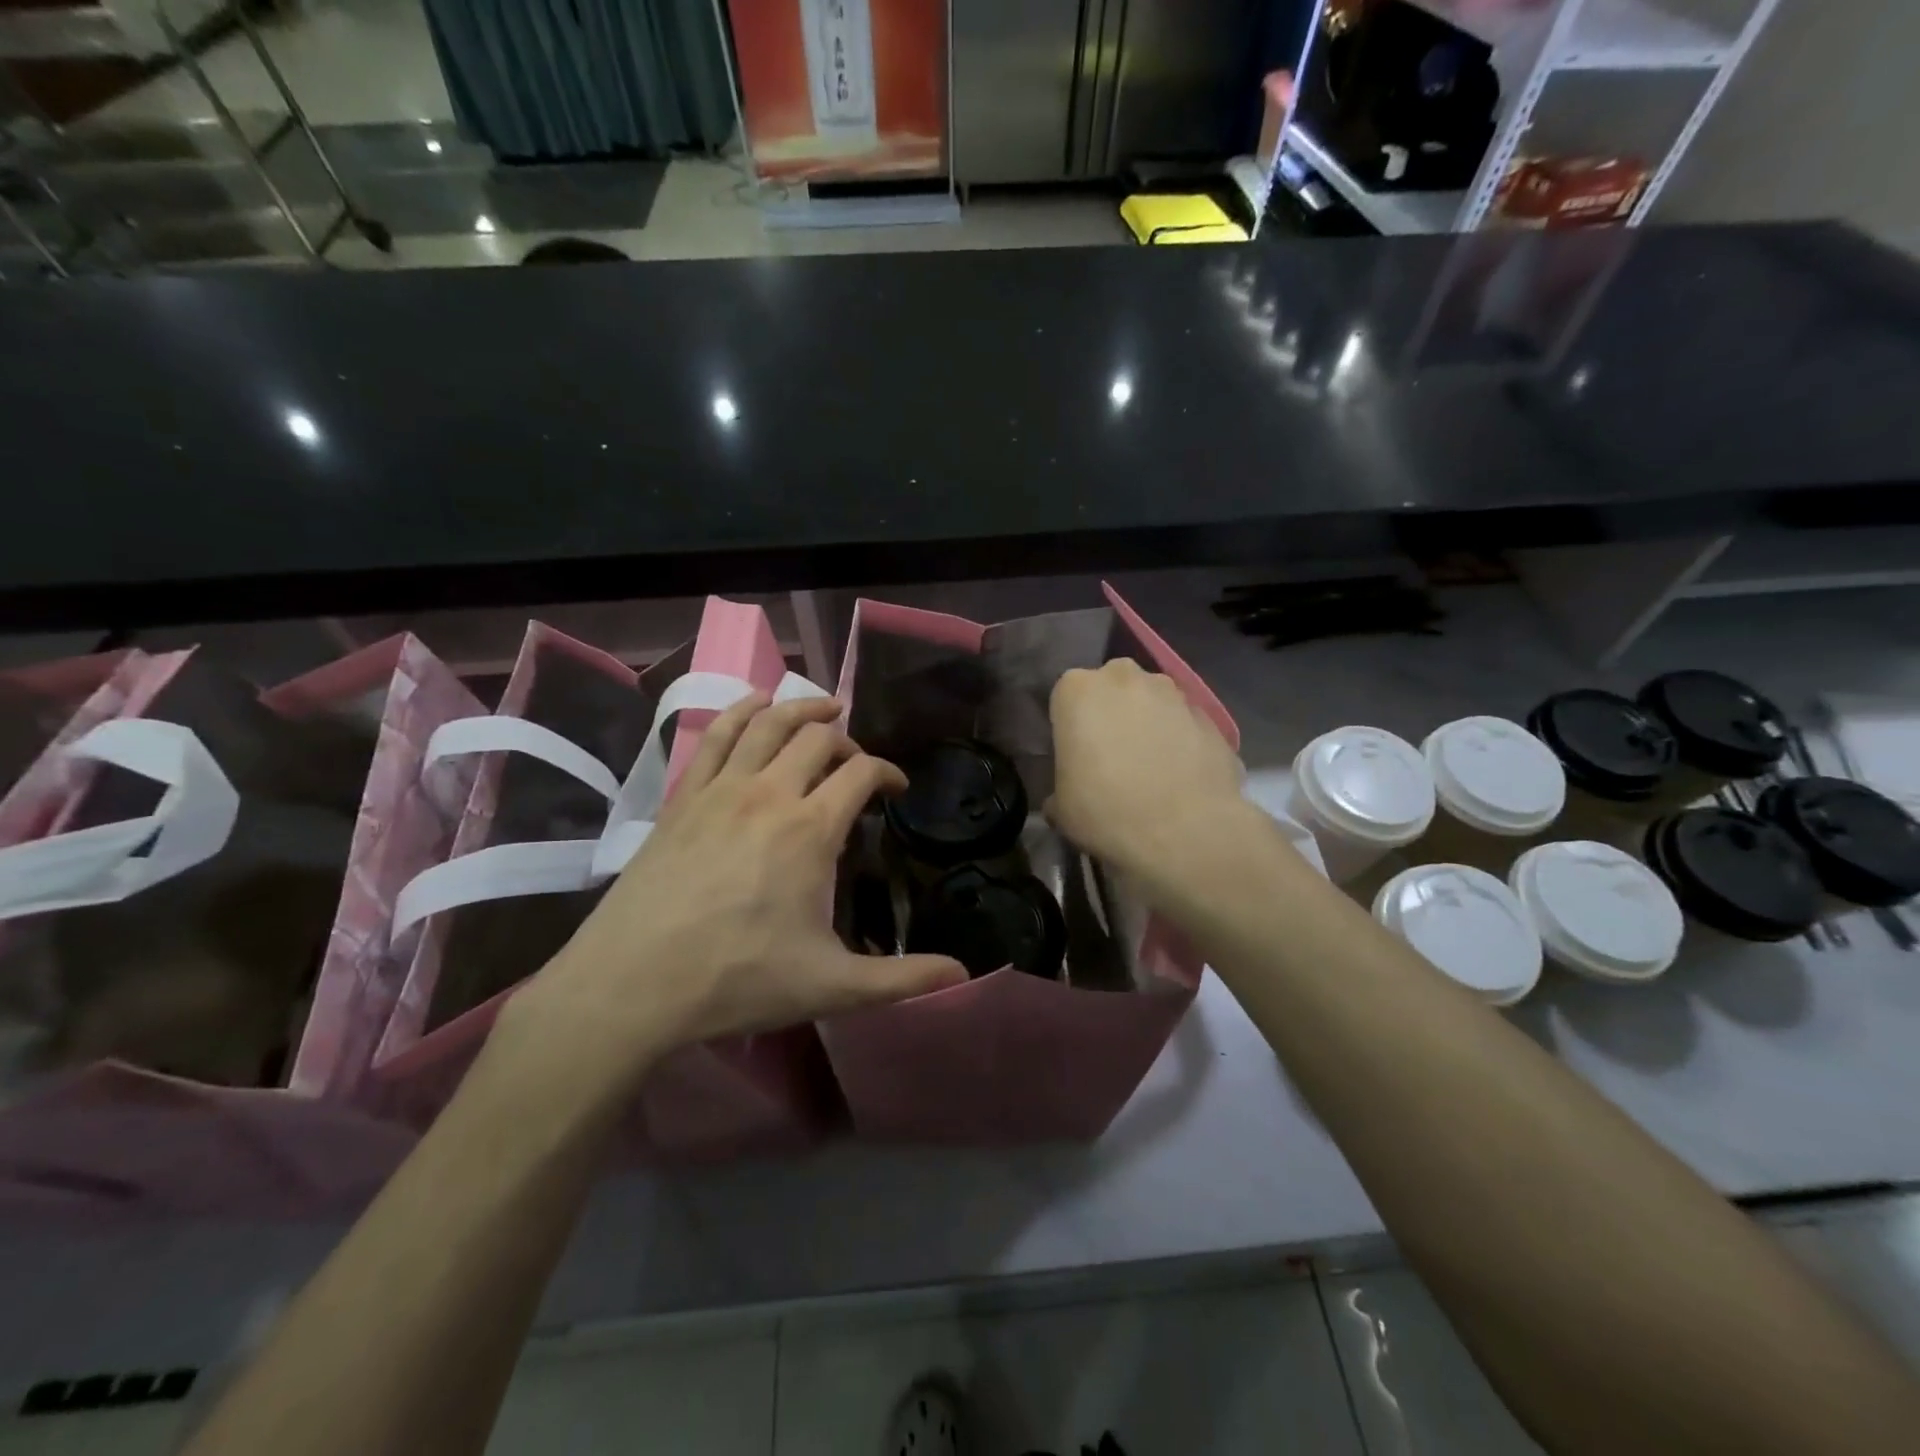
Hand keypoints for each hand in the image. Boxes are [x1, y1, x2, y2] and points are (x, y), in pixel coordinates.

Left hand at [511, 693, 966, 1083]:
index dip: (888, 773)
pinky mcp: (683, 797)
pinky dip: (741, 711)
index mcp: (810, 829)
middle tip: (857, 762)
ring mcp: (720, 789)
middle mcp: (769, 793)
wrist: (632, 984)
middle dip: (848, 740)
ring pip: (768, 723)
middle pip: (818, 737)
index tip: (896, 790)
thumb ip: (902, 978)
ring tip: (822, 708)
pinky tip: (753, 705)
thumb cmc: (738, 980)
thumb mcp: (832, 986)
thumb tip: (963, 976)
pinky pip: (715, 735)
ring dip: (801, 708)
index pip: (862, 772)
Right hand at [1047, 659, 1249, 878]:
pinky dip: (1179, 740)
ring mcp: (1172, 692)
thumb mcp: (1062, 807)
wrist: (1187, 832)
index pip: (1065, 697)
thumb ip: (1059, 787)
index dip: (1070, 726)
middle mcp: (1124, 677)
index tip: (1074, 755)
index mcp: (1078, 690)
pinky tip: (1179, 775)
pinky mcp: (1209, 714)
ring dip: (1147, 723)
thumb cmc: (1107, 812)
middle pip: (1111, 688)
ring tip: (1150, 768)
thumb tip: (1064, 797)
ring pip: (1151, 701)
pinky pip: (1182, 723)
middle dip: (1110, 714)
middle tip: (1110, 758)